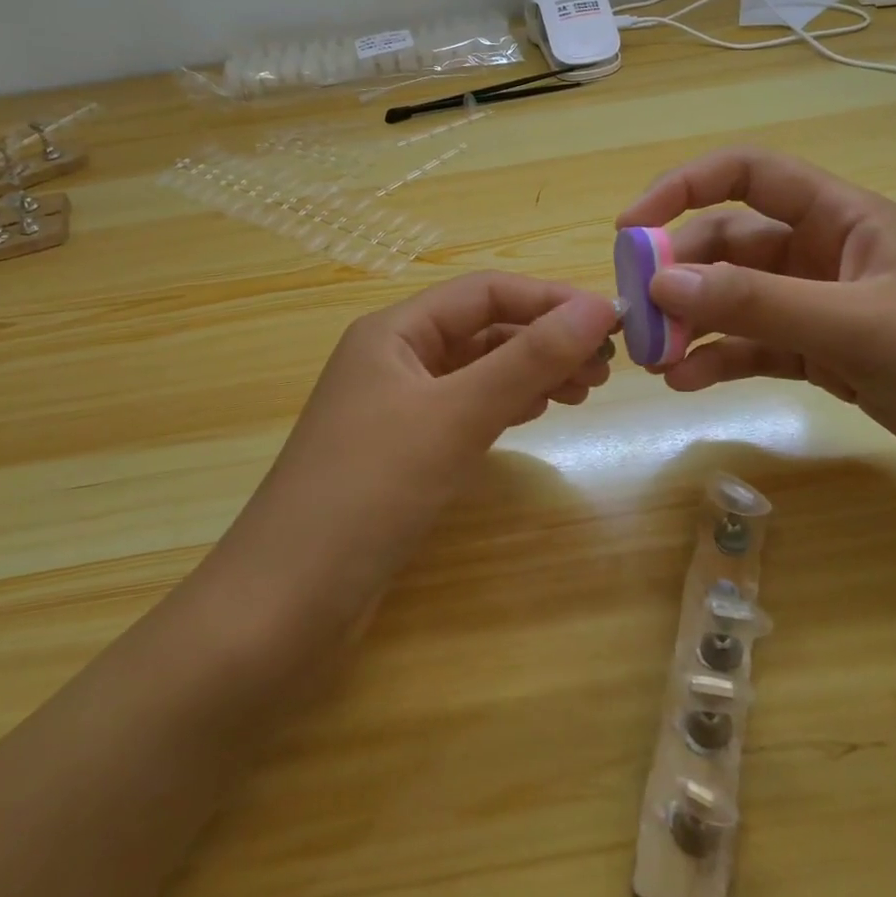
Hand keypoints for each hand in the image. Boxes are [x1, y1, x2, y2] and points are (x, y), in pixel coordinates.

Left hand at [208, 272, 618, 643]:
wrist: (286, 603)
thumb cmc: (369, 492)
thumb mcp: (454, 416)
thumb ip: (526, 360)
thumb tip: (595, 308)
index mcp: (394, 331)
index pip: (484, 292)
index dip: (548, 300)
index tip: (609, 322)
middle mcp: (393, 358)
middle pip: (482, 329)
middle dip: (543, 339)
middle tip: (605, 367)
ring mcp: (395, 407)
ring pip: (476, 371)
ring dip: (529, 373)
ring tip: (585, 390)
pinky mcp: (401, 452)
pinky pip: (464, 410)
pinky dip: (505, 406)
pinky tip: (537, 413)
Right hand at [617, 148, 895, 500]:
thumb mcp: (859, 326)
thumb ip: (758, 303)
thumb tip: (661, 284)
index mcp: (838, 216)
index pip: (745, 175)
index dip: (680, 188)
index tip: (630, 229)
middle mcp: (821, 252)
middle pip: (727, 244)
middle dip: (678, 275)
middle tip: (636, 316)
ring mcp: (821, 306)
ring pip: (735, 301)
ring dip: (692, 323)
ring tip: (653, 359)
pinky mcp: (826, 355)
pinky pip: (756, 347)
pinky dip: (720, 360)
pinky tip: (688, 383)